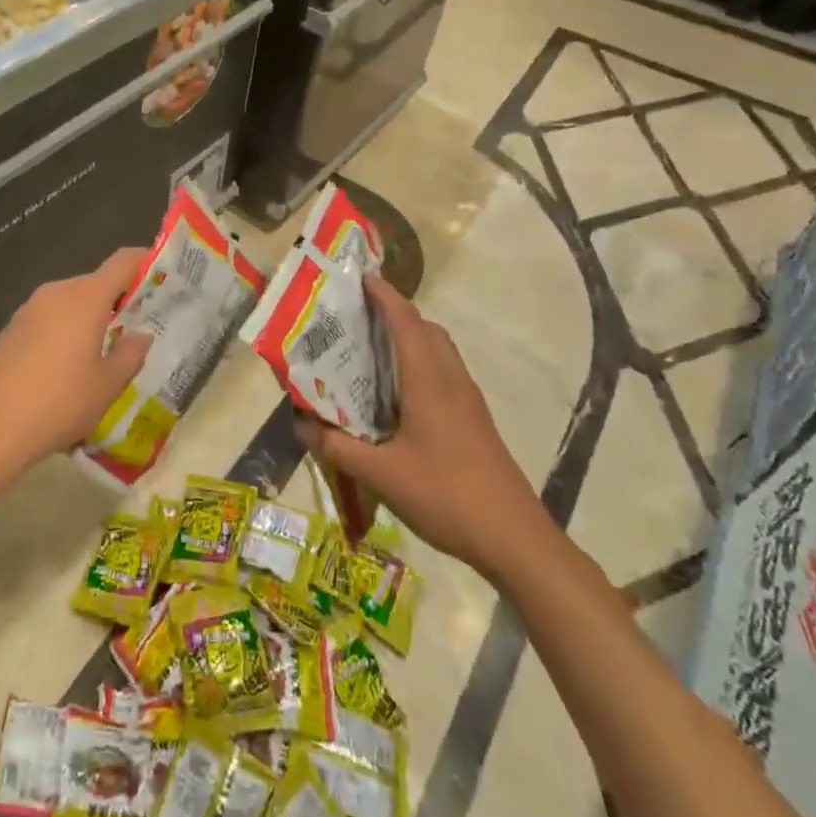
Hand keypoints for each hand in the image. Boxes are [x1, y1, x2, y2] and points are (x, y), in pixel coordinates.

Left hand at [0, 248, 152, 474]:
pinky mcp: (10, 329)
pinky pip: (48, 318)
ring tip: (102, 350)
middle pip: (95, 283)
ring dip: (89, 316)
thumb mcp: (108, 385)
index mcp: (85, 298)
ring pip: (70, 301)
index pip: (122, 262)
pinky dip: (64, 329)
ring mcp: (28, 309)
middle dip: (118, 298)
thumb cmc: (60, 403)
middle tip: (136, 325)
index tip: (162, 273)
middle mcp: (56, 293)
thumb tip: (140, 335)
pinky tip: (65, 366)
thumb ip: (131, 354)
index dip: (144, 261)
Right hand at [295, 277, 553, 583]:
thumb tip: (301, 425)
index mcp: (429, 380)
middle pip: (426, 328)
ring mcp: (468, 400)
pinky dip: (421, 362)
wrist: (515, 539)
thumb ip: (338, 448)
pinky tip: (400, 394)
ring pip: (439, 350)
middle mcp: (451, 379)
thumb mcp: (381, 475)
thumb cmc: (446, 495)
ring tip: (373, 350)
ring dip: (411, 337)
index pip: (406, 321)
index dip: (384, 295)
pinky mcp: (475, 420)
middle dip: (395, 312)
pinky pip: (445, 372)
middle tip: (358, 316)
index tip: (359, 277)